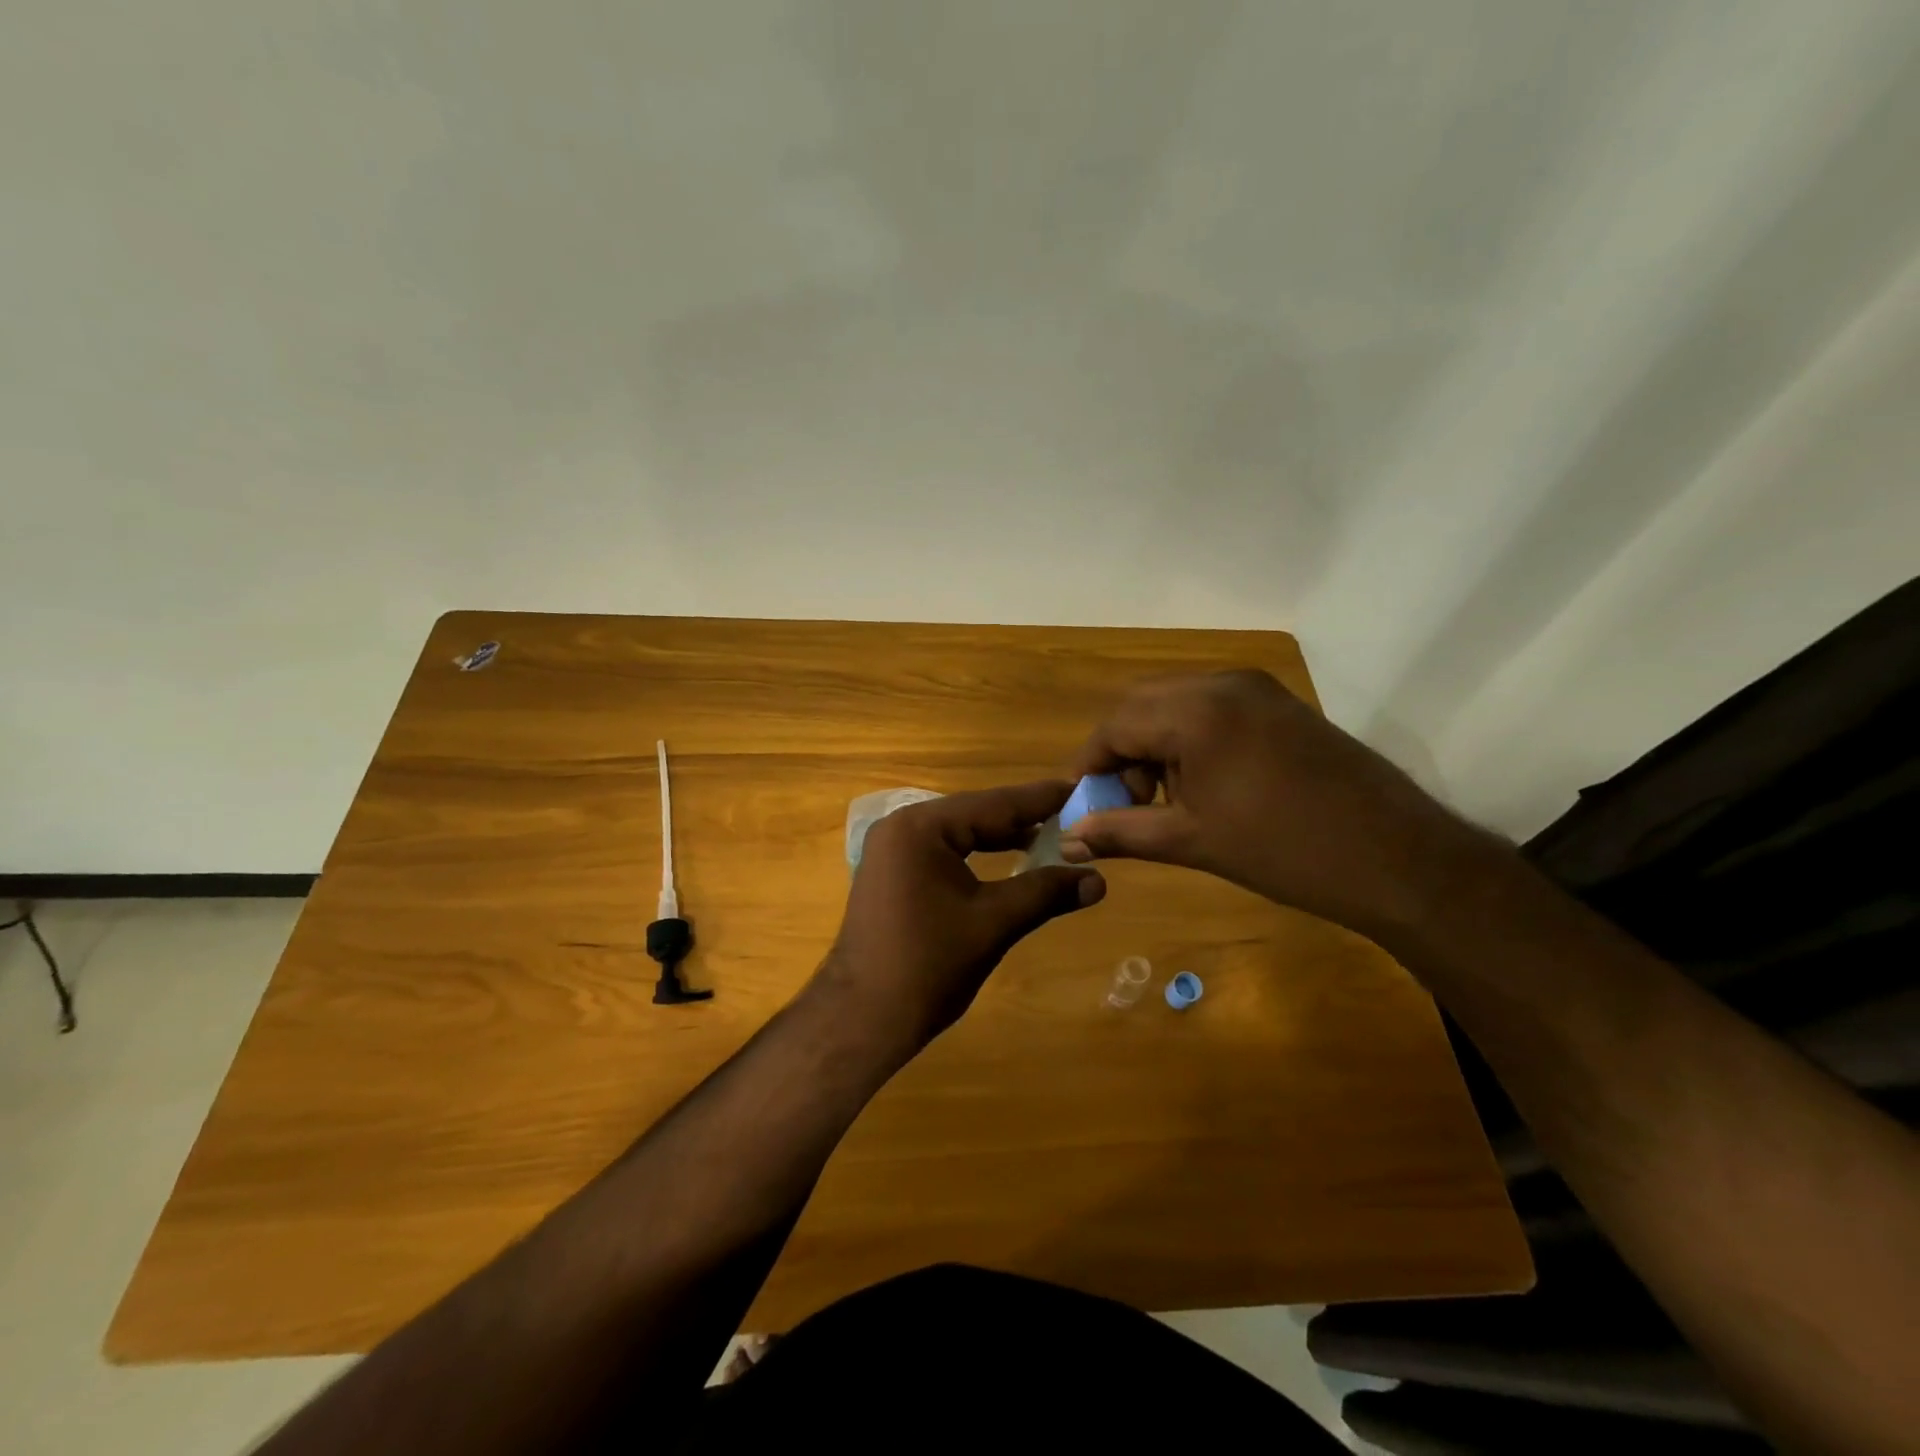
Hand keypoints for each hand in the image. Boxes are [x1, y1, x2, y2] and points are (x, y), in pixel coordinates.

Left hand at [810, 781, 1106, 1054]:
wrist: (862, 1019)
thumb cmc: (928, 965)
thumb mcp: (993, 923)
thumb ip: (1045, 893)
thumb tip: (1099, 880)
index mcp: (921, 827)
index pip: (993, 803)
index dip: (1040, 799)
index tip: (1080, 787)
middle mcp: (901, 827)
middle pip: (975, 814)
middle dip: (1024, 817)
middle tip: (1074, 813)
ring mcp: (892, 850)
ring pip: (960, 833)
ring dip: (1002, 837)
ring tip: (1051, 835)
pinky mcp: (892, 874)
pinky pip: (943, 852)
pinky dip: (977, 855)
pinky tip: (1009, 861)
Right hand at [1059, 670, 1482, 941]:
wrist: (1398, 859)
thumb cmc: (1285, 852)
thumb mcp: (1191, 842)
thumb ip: (1121, 832)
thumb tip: (1069, 840)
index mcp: (1197, 712)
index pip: (1116, 725)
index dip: (1089, 765)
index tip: (1080, 804)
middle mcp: (1223, 684)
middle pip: (1142, 705)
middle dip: (1121, 752)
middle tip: (1125, 803)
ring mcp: (1257, 690)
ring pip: (1176, 704)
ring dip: (1155, 745)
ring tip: (1165, 800)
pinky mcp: (1280, 704)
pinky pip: (1212, 709)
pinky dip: (1189, 739)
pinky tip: (1203, 785)